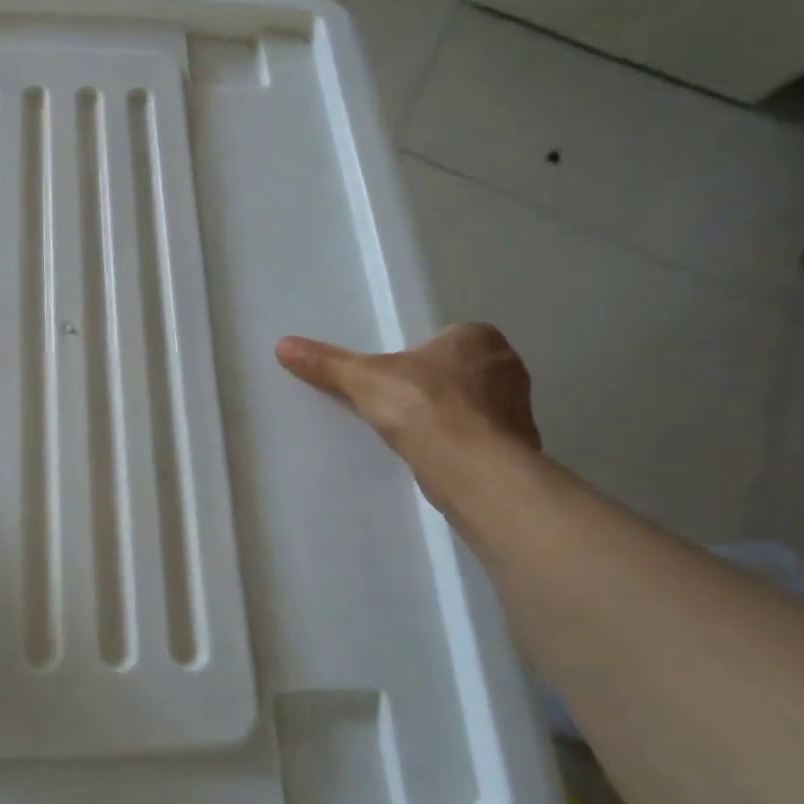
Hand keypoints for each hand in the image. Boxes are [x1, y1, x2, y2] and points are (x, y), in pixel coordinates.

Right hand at [274, 323, 539, 508]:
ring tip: (417, 435)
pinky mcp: (520, 445)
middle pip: (460, 371)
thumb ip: (326, 363)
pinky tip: (439, 458)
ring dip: (453, 417)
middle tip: (401, 407)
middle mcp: (506, 364)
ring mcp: (519, 407)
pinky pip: (484, 437)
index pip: (444, 340)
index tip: (395, 381)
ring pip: (475, 406)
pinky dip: (465, 445)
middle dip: (436, 387)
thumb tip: (282, 345)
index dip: (418, 359)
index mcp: (477, 336)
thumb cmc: (422, 406)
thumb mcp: (363, 379)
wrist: (472, 467)